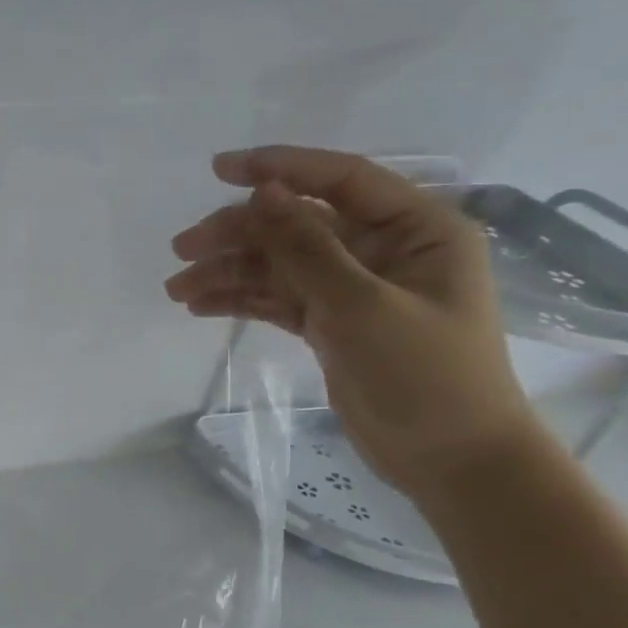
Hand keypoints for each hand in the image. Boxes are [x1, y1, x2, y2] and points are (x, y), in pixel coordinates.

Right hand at [167, 147, 536, 498]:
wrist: (449, 459)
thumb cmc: (424, 375)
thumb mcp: (361, 306)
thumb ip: (307, 248)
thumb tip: (262, 193)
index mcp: (416, 229)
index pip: (341, 179)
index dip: (280, 168)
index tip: (220, 169)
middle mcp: (384, 249)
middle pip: (297, 224)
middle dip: (238, 234)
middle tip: (182, 250)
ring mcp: (355, 288)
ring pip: (280, 264)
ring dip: (229, 272)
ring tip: (178, 290)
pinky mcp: (332, 323)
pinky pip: (278, 298)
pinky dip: (241, 300)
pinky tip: (201, 306)